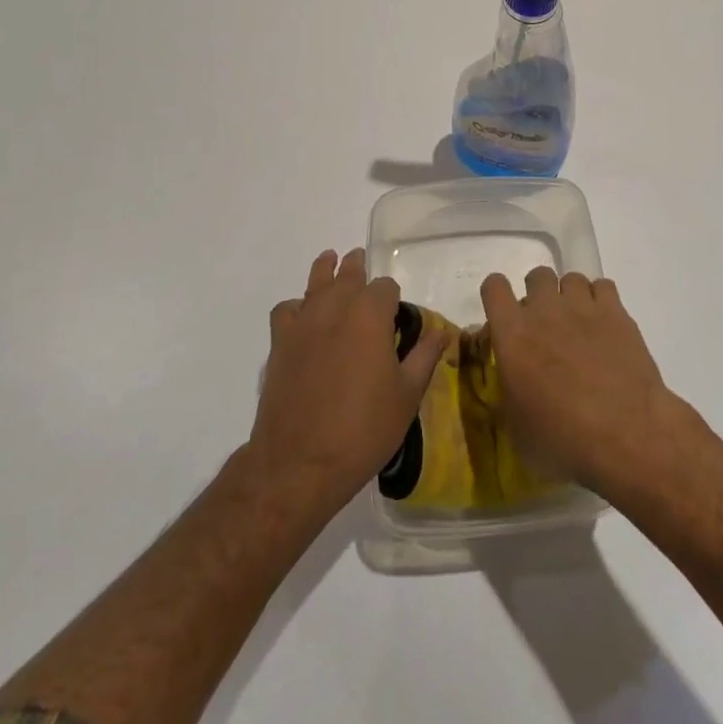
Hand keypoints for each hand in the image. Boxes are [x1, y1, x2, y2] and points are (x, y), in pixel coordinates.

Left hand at [247, 247, 447, 512]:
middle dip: (358, 268)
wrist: (300, 464)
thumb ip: (425, 356)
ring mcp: (303, 324)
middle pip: (348, 274)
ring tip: (331, 260)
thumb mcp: (407, 395)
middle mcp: (335, 308)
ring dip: (326, 270)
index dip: (393, 298)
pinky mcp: (279, 344)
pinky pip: (287, 309)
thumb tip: (443, 331)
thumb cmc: (364, 429)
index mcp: (370, 316)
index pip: (385, 287)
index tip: (397, 315)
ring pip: (315, 283)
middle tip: (362, 261)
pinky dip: (297, 306)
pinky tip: (304, 315)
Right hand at [480, 267, 689, 498]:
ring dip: (570, 297)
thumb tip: (513, 386)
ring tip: (579, 325)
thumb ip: (509, 394)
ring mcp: (583, 307)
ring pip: (571, 278)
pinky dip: (601, 300)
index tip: (503, 314)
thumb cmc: (562, 440)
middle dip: (538, 294)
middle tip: (546, 325)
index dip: (496, 295)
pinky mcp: (616, 312)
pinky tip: (605, 325)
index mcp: (513, 334)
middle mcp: (544, 310)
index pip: (494, 287)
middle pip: (537, 275)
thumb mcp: (517, 428)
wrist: (625, 434)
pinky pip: (603, 286)